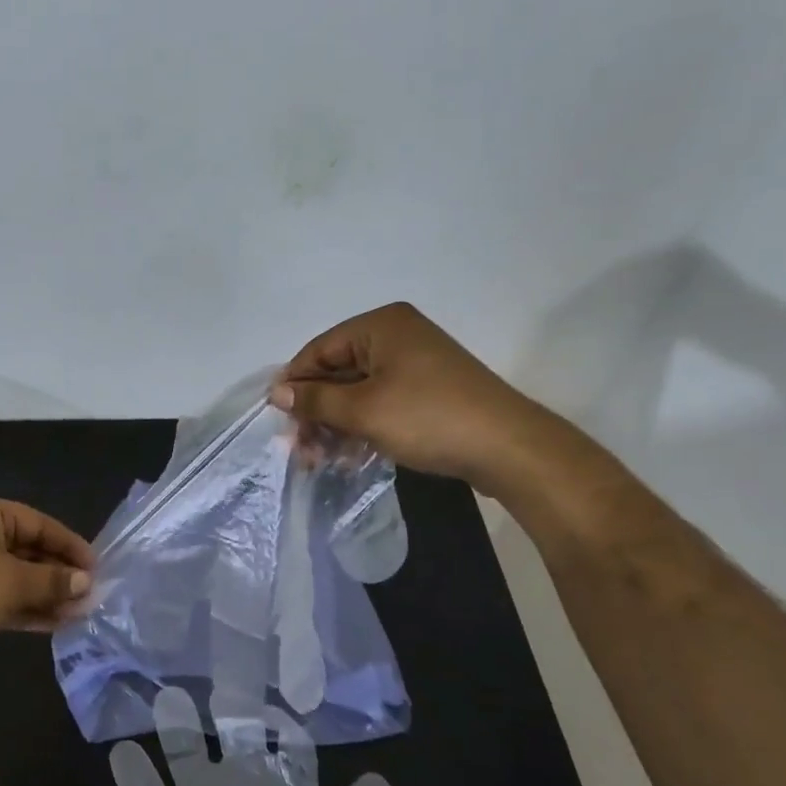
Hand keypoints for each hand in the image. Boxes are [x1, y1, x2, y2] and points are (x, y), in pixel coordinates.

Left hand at [0, 496, 94, 664]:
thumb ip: (54, 581)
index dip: (70, 546)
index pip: (40, 524)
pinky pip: (1, 596)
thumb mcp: (15, 583)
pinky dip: (25, 607)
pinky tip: (54, 623)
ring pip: (16, 576)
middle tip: (88, 596)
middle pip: (29, 550)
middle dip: (59, 575)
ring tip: (77, 613)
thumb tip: (85, 583)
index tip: (95, 568)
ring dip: (45, 594)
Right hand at [271, 301, 568, 495]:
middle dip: (317, 410)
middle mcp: (397, 335)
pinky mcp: (429, 390)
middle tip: (300, 448)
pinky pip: (382, 402)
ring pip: (359, 390)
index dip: (296, 383)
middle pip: (338, 370)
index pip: (320, 349)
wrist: (508, 448)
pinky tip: (349, 455)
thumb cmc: (428, 418)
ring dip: (336, 423)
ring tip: (320, 459)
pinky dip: (363, 425)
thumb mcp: (363, 410)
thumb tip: (277, 392)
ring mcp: (416, 363)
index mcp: (381, 325)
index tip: (278, 419)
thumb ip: (316, 400)